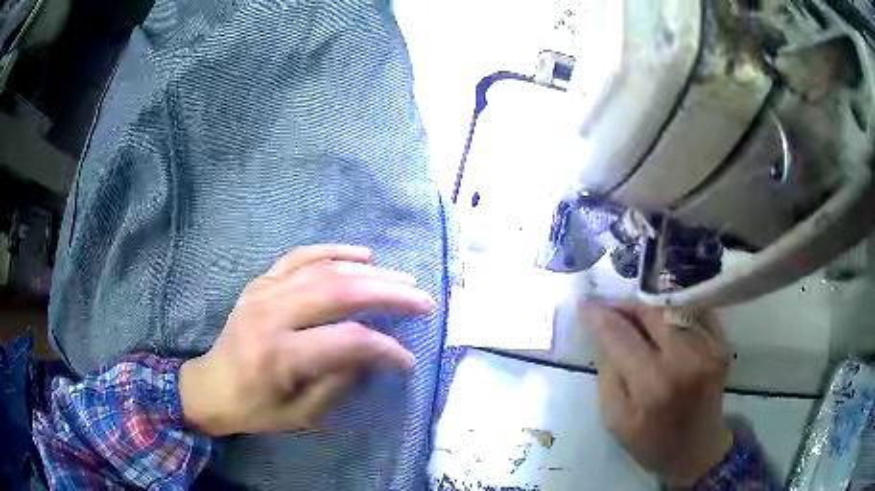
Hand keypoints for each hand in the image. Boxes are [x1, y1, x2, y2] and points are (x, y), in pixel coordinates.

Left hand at [178, 245, 434, 435]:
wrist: (211, 385)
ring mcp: (264, 291)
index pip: (347, 341)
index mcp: (280, 355)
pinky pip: (301, 256)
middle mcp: (272, 315)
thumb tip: (373, 353)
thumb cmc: (255, 408)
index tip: (408, 360)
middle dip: (389, 294)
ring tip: (403, 279)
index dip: (385, 349)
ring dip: (370, 272)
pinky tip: (363, 254)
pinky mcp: (262, 281)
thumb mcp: (301, 414)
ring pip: (325, 269)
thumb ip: (340, 383)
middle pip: (340, 292)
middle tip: (422, 300)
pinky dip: (335, 251)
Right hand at [581, 302, 731, 486]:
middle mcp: (685, 358)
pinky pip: (694, 313)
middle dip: (625, 306)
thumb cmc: (651, 443)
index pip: (620, 336)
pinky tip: (663, 324)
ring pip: (672, 309)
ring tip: (633, 317)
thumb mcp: (614, 419)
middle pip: (650, 313)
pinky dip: (674, 313)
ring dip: (648, 309)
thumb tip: (605, 333)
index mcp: (654, 384)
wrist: (697, 451)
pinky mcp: (722, 344)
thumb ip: (608, 373)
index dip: (599, 316)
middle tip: (608, 308)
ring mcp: (709, 348)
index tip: (584, 303)